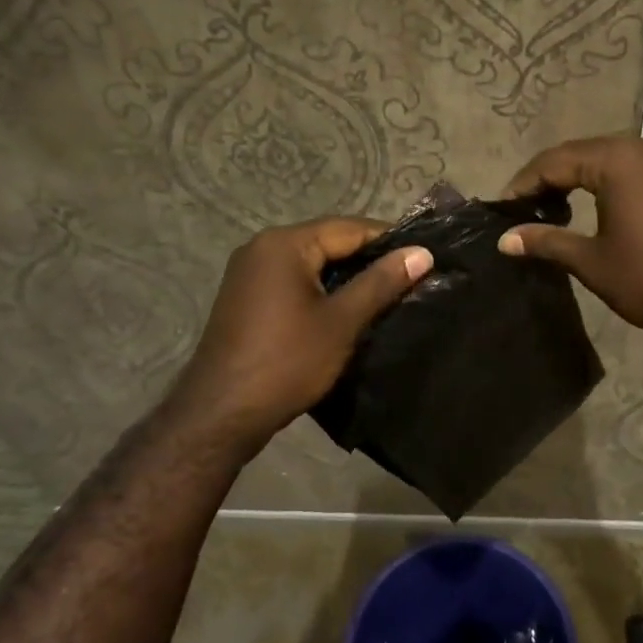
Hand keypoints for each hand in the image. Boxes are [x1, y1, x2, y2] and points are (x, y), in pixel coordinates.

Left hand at [162, 218, 432, 461]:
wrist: (220, 414)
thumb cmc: (287, 362)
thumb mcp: (342, 321)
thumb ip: (382, 282)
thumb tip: (422, 252)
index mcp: (284, 244)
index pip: (348, 228)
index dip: (388, 241)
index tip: (422, 258)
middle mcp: (261, 247)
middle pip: (327, 242)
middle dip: (367, 259)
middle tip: (408, 279)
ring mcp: (248, 273)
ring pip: (310, 264)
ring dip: (344, 277)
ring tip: (384, 295)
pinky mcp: (244, 298)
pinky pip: (291, 281)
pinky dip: (319, 290)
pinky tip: (343, 310)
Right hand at [496, 136, 642, 348]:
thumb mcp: (592, 261)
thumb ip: (546, 242)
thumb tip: (505, 240)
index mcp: (616, 160)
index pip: (554, 161)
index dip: (523, 184)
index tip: (502, 209)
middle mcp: (641, 148)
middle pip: (579, 154)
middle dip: (547, 178)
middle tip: (522, 208)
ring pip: (606, 159)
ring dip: (576, 180)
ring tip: (550, 209)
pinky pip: (630, 169)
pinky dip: (603, 183)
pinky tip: (592, 209)